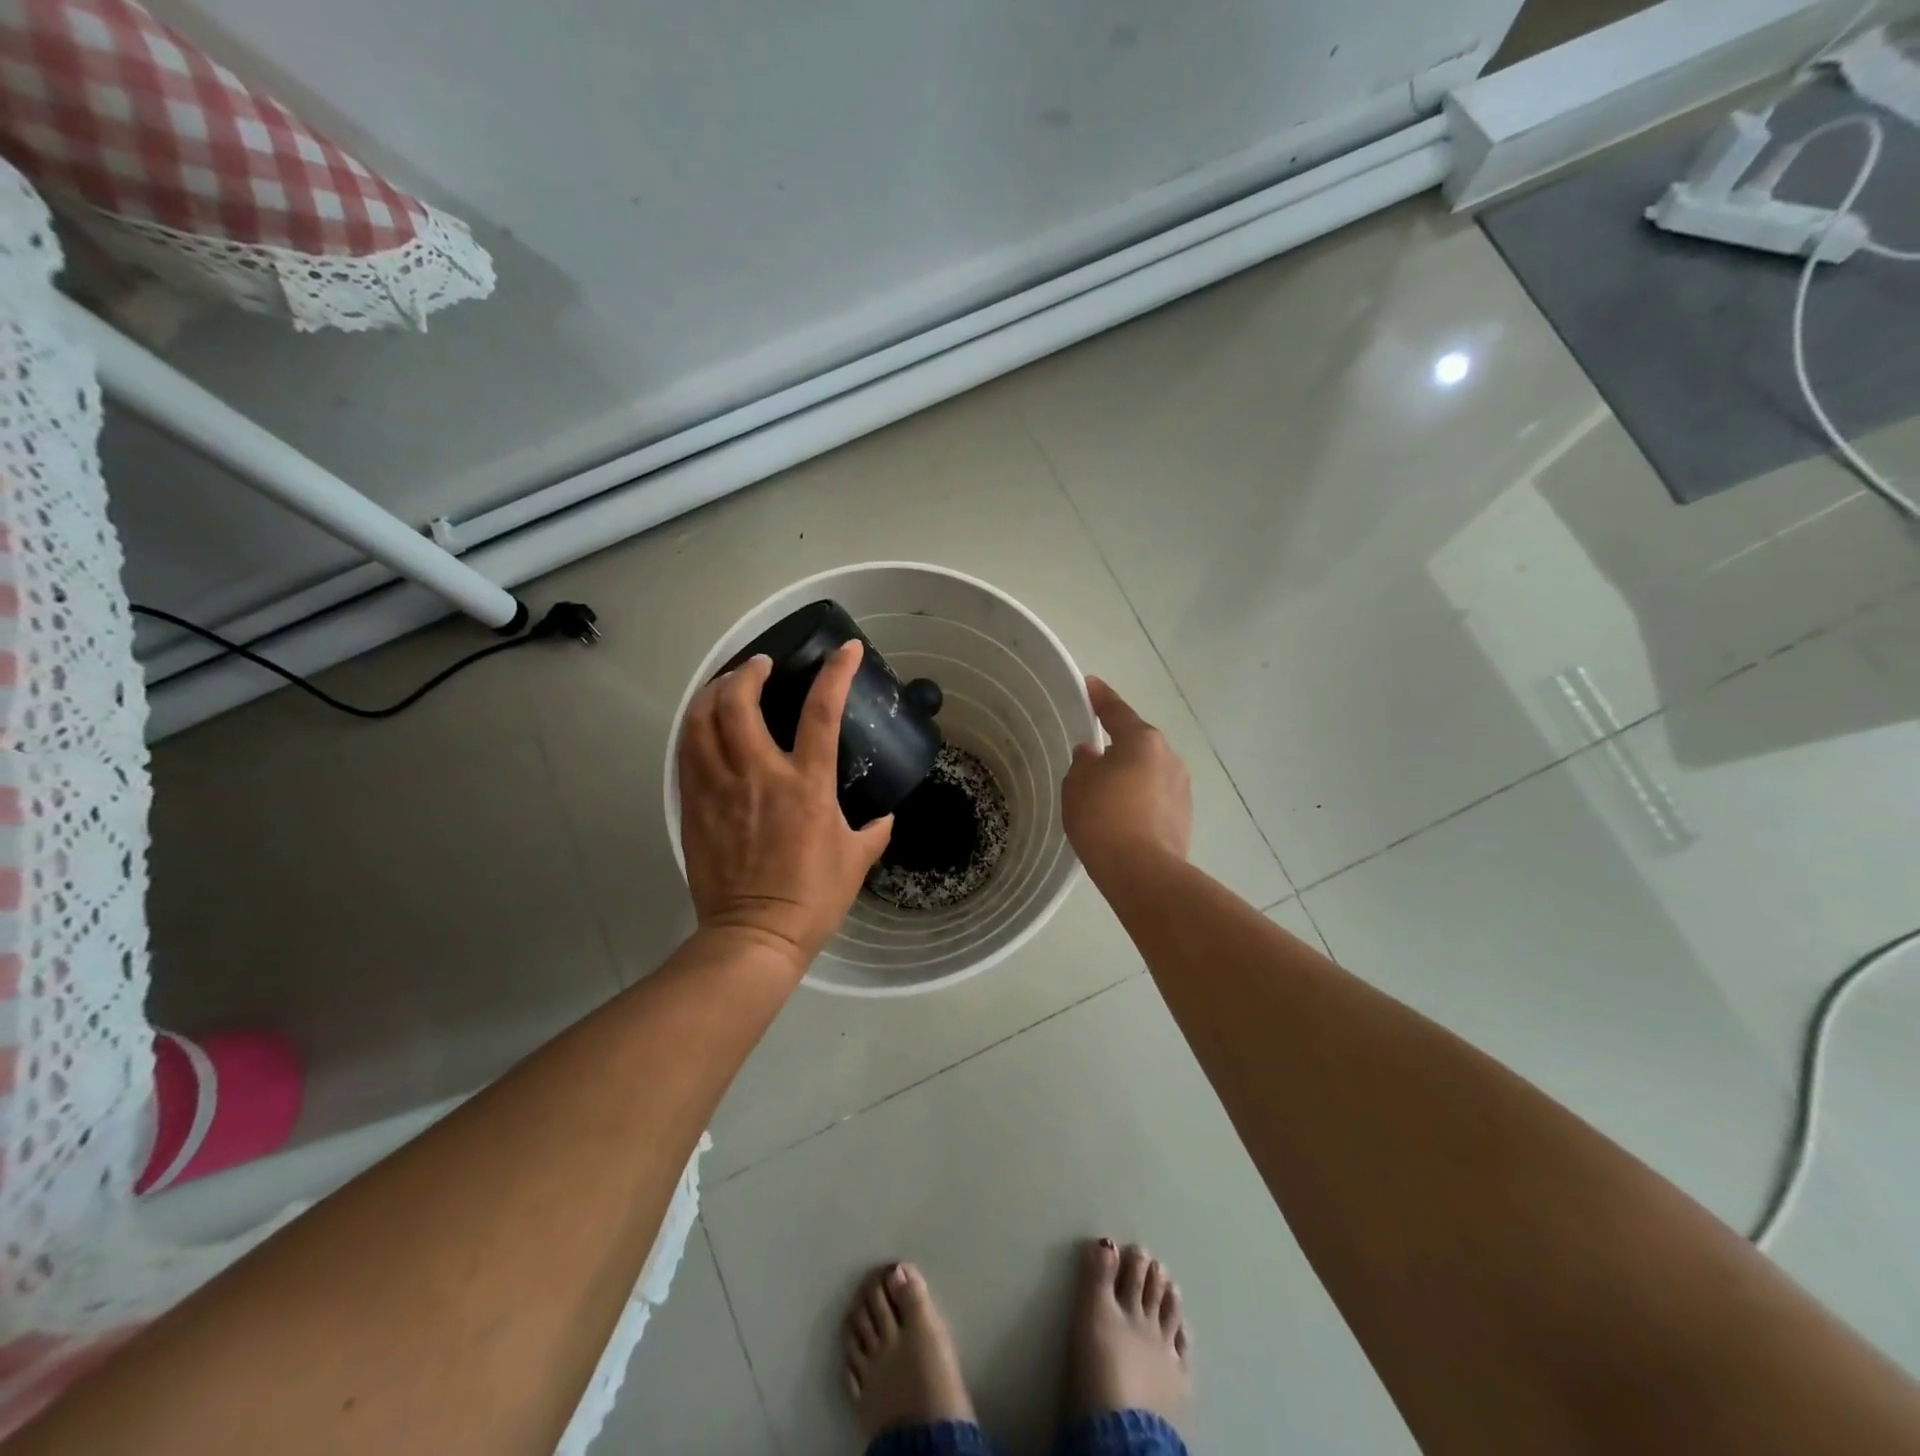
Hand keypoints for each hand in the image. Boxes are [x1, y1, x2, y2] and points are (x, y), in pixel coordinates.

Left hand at [677, 641, 893, 972]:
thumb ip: (874, 832)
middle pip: (740, 702)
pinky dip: (695, 727)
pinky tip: (704, 724)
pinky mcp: (694, 805)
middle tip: (760, 665)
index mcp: (807, 785)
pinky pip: (687, 753)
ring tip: (726, 685)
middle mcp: (759, 775)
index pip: (821, 712)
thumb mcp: (856, 861)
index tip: (846, 650)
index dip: (836, 673)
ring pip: (702, 721)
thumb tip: (884, 818)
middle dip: (748, 671)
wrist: (755, 934)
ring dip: (713, 692)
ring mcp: (720, 788)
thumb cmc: (813, 896)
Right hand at [1062, 676, 1191, 878]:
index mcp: (1143, 740)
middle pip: (1137, 743)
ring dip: (1129, 777)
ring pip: (1148, 773)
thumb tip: (1093, 755)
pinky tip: (1122, 817)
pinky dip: (1138, 801)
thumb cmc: (1103, 817)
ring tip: (1105, 793)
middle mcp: (1169, 757)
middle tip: (1092, 754)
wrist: (1142, 871)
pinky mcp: (1184, 817)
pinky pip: (1154, 798)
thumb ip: (1083, 762)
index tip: (1090, 685)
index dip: (1100, 697)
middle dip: (1116, 746)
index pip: (1116, 711)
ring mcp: (1181, 788)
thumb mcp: (1077, 784)